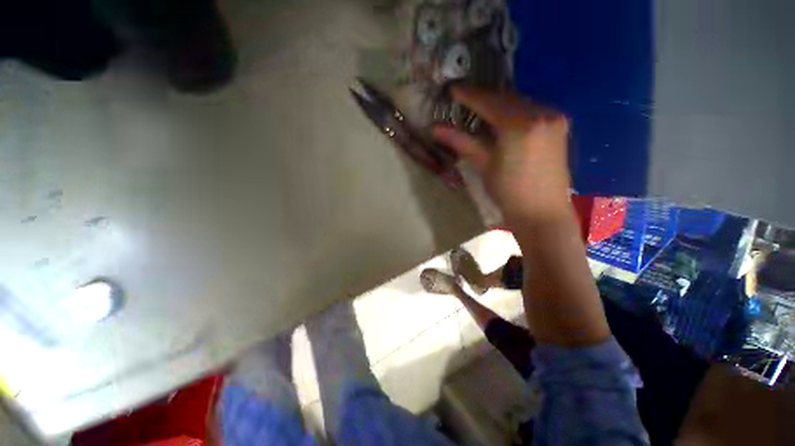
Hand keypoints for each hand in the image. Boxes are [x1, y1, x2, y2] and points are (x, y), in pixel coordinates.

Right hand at [432, 85, 570, 225]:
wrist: (542, 213)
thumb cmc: (509, 192)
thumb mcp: (484, 165)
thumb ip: (461, 141)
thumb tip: (435, 128)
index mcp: (520, 124)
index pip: (489, 101)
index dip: (468, 94)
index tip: (452, 89)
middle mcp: (541, 113)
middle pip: (506, 97)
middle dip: (483, 96)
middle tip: (463, 97)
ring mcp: (553, 118)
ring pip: (520, 102)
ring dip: (498, 102)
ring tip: (479, 107)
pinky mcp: (559, 126)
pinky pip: (531, 109)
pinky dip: (513, 110)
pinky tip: (502, 118)